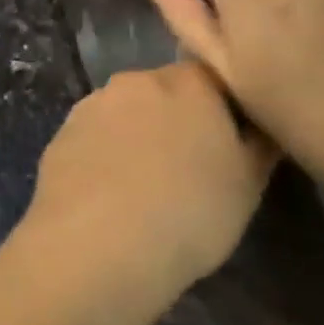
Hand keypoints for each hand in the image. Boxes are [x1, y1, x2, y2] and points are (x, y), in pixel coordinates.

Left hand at [27, 62, 273, 297]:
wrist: (97, 246)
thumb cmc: (189, 212)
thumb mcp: (248, 185)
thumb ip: (259, 143)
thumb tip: (262, 123)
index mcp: (189, 82)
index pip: (213, 78)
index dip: (221, 110)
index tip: (225, 146)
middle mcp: (138, 80)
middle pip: (165, 92)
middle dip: (176, 121)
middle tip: (186, 170)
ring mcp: (94, 105)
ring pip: (126, 114)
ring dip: (137, 137)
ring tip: (144, 189)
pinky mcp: (62, 134)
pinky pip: (95, 138)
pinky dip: (104, 157)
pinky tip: (109, 197)